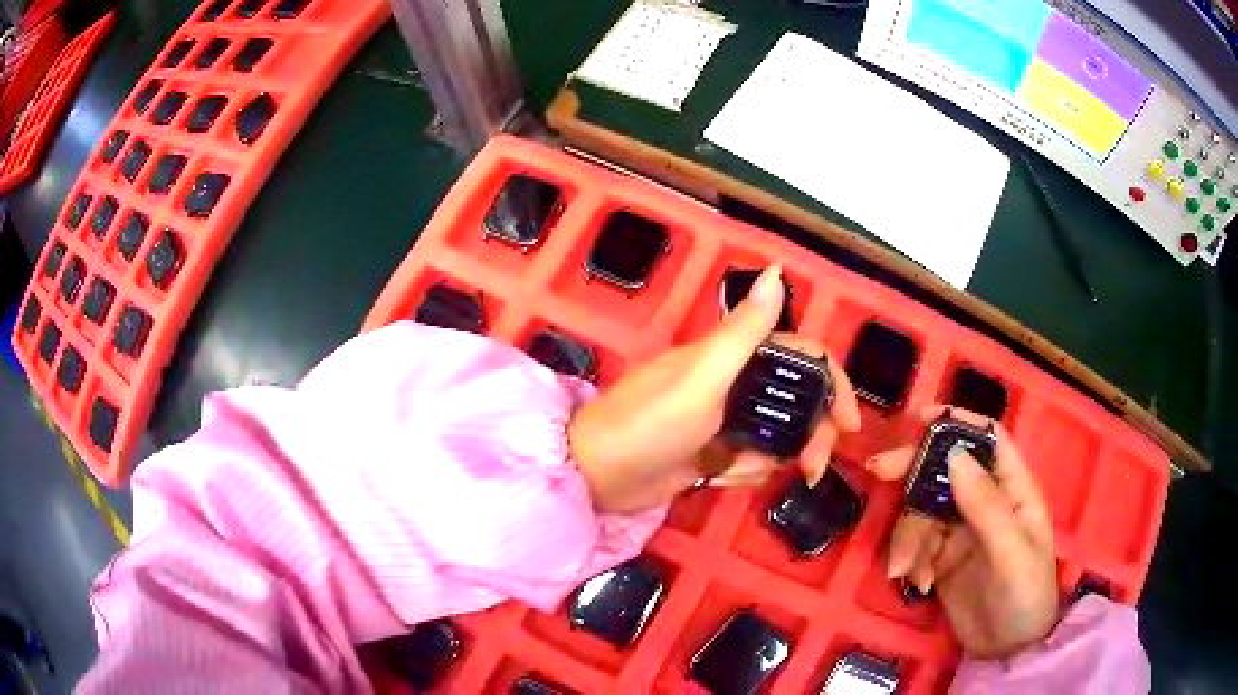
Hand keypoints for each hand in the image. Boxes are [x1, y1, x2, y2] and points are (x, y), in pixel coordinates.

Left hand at [568, 266, 860, 513]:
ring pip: (778, 437)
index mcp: (733, 356)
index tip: (849, 422)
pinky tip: (715, 477)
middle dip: (810, 435)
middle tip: (811, 468)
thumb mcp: (702, 377)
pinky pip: (752, 463)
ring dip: (770, 458)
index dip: (832, 383)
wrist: (598, 477)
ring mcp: (725, 420)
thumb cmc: (649, 423)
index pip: (801, 356)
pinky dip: (743, 473)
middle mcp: (734, 383)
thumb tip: (779, 272)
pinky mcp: (714, 453)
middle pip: (797, 402)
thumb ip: (744, 331)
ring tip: (735, 469)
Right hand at [868, 406, 1058, 659]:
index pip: (988, 440)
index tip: (918, 418)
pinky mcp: (941, 558)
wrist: (1008, 650)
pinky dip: (910, 560)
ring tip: (907, 570)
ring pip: (923, 511)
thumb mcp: (1011, 552)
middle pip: (945, 469)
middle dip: (913, 469)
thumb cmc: (1025, 595)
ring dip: (908, 537)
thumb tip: (954, 455)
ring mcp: (961, 531)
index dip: (957, 422)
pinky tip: (917, 584)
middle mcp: (985, 502)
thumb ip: (986, 506)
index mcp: (1012, 489)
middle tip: (879, 471)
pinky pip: (915, 545)